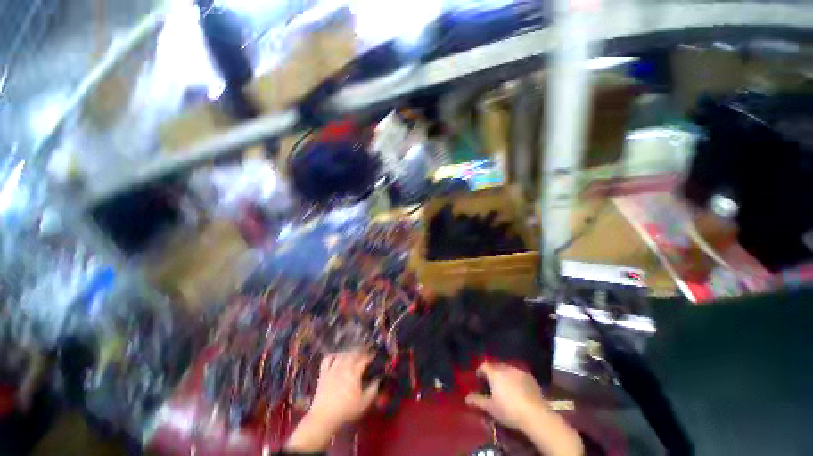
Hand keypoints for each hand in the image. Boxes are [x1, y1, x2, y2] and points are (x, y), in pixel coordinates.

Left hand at [285, 352, 378, 452]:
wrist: (323, 418)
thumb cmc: (346, 411)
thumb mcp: (364, 403)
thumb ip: (373, 389)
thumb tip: (378, 379)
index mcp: (354, 372)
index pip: (365, 358)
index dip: (371, 355)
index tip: (375, 355)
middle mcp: (344, 366)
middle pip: (354, 353)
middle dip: (361, 352)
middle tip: (366, 354)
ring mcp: (332, 368)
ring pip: (342, 354)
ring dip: (349, 352)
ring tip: (353, 355)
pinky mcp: (323, 373)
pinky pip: (328, 358)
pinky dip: (334, 355)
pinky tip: (337, 357)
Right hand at [465, 362, 549, 430]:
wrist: (535, 414)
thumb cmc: (509, 410)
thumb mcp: (490, 408)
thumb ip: (478, 400)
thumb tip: (467, 398)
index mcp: (494, 372)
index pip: (484, 365)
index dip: (480, 371)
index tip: (479, 379)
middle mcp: (506, 367)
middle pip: (496, 366)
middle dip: (493, 373)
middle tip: (492, 384)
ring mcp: (519, 371)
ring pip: (508, 369)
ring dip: (504, 375)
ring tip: (505, 387)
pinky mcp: (530, 377)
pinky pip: (519, 374)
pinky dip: (516, 379)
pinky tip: (518, 390)